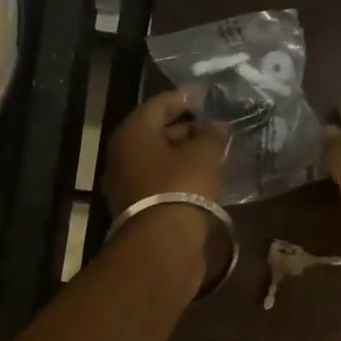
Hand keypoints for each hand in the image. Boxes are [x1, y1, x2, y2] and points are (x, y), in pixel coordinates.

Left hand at [102, 89, 227, 212]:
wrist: (162, 245)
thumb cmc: (181, 187)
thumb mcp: (204, 154)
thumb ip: (211, 135)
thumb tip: (217, 126)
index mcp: (133, 132)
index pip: (159, 104)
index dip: (184, 97)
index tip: (206, 94)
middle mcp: (123, 154)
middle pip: (156, 132)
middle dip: (186, 127)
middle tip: (214, 126)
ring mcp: (126, 183)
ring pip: (158, 159)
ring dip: (184, 153)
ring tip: (214, 151)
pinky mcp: (137, 208)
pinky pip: (160, 181)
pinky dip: (180, 175)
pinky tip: (204, 177)